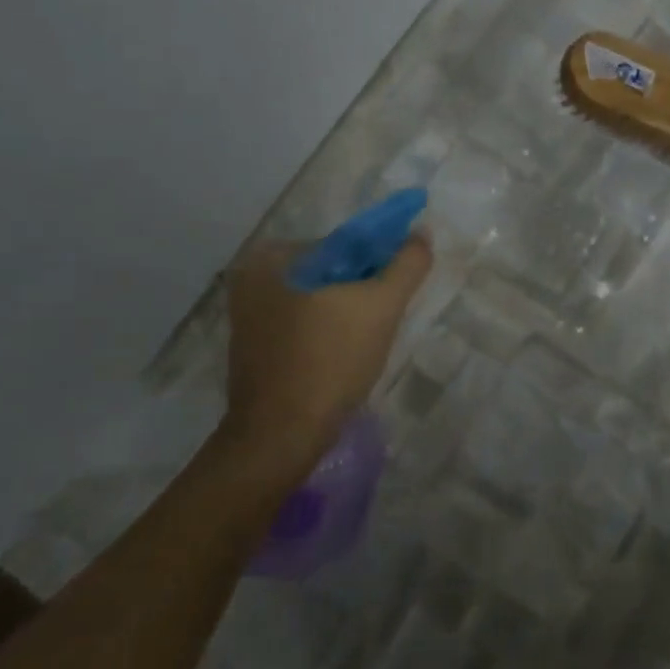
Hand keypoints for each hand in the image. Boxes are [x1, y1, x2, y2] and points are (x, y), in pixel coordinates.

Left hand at [220, 234, 431, 453]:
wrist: (282, 435)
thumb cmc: (330, 361)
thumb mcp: (380, 306)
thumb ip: (406, 265)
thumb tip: (422, 233)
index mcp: (272, 257)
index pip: (343, 245)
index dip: (379, 264)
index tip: (396, 294)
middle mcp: (251, 280)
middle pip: (329, 274)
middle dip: (361, 291)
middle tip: (384, 321)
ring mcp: (248, 318)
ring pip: (317, 302)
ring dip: (346, 315)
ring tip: (366, 345)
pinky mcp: (254, 350)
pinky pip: (302, 328)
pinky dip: (326, 336)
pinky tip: (343, 359)